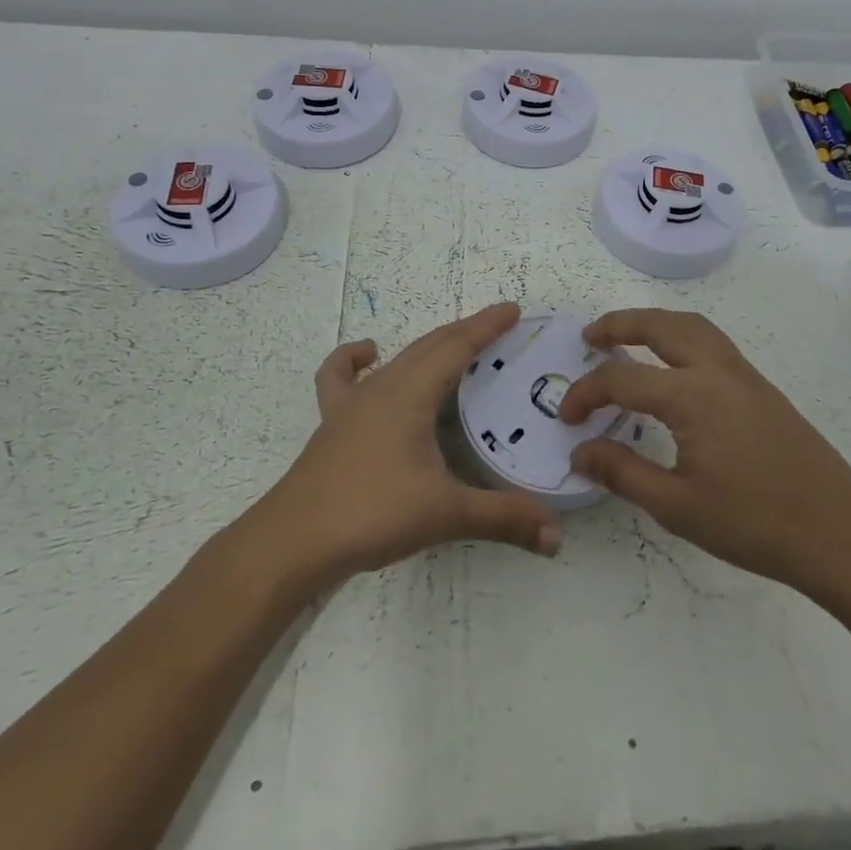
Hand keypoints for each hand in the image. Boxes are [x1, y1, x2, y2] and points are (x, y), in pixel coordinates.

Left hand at [256, 302, 563, 590]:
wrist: (294, 539)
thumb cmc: (372, 513)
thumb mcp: (445, 514)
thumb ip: (503, 518)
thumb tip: (556, 537)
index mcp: (411, 393)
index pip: (457, 346)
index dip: (486, 326)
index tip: (513, 309)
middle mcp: (383, 386)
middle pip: (430, 345)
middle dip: (466, 332)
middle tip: (499, 327)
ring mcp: (352, 402)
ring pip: (398, 358)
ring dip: (429, 347)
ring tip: (455, 349)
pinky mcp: (332, 421)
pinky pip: (341, 376)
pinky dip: (355, 359)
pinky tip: (368, 357)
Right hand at [558, 308, 850, 599]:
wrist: (838, 533)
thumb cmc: (753, 524)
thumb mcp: (677, 507)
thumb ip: (622, 472)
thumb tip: (580, 452)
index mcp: (691, 396)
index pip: (622, 379)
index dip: (586, 393)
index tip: (567, 418)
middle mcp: (717, 370)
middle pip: (660, 325)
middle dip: (620, 323)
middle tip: (589, 336)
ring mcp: (745, 374)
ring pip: (692, 325)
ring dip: (655, 322)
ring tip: (628, 338)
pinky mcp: (763, 387)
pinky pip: (713, 341)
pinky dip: (682, 335)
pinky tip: (675, 366)